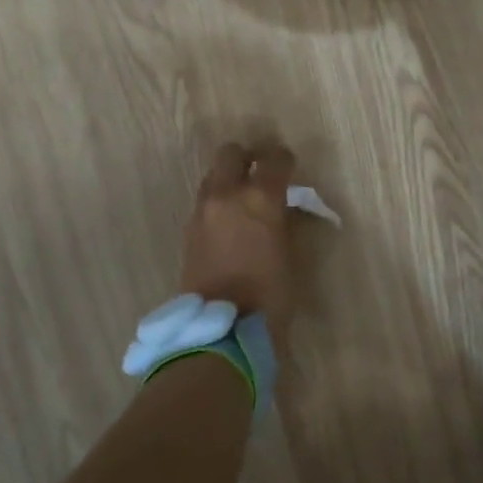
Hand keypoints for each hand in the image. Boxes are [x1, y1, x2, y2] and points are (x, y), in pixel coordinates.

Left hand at [179, 143, 299, 337]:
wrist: (220, 329)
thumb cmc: (270, 295)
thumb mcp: (293, 255)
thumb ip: (288, 222)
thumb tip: (286, 208)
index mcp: (260, 197)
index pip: (275, 159)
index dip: (285, 161)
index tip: (291, 170)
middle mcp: (227, 194)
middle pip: (231, 153)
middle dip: (248, 158)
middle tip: (261, 175)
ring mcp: (203, 211)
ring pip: (213, 175)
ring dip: (228, 179)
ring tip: (243, 201)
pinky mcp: (188, 229)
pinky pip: (204, 200)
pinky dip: (217, 201)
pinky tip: (229, 223)